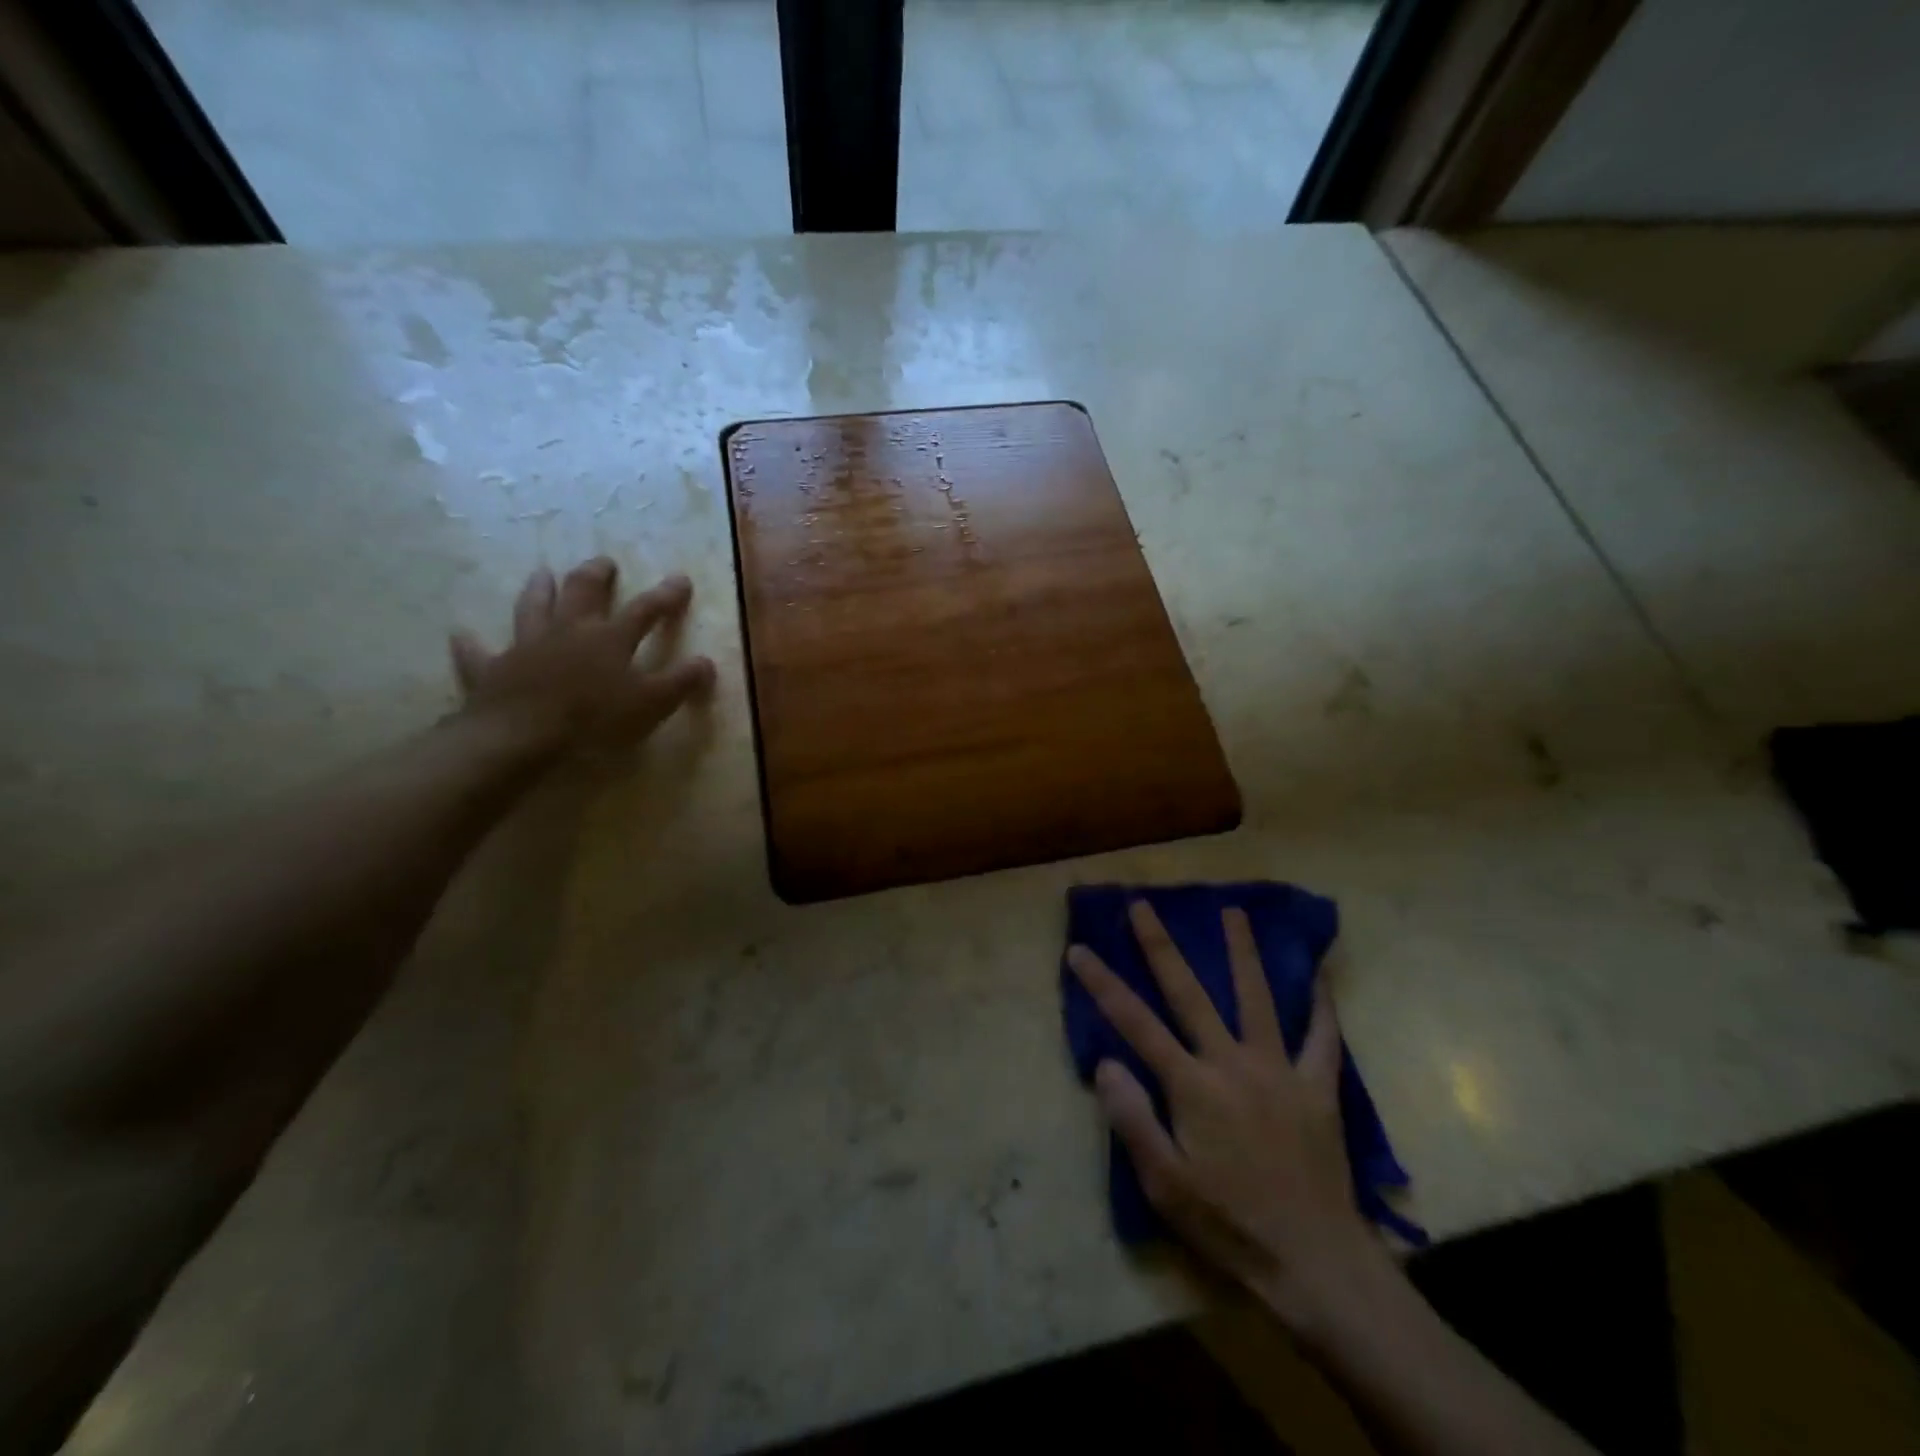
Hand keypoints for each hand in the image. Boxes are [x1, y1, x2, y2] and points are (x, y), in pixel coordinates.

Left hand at [449, 558, 715, 750]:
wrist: (522, 736)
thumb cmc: (594, 720)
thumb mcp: (651, 704)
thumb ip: (680, 681)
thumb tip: (707, 661)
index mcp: (609, 639)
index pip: (645, 610)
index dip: (665, 595)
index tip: (680, 579)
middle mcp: (568, 632)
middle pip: (583, 593)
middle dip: (596, 575)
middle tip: (604, 562)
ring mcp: (526, 647)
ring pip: (532, 608)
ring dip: (539, 590)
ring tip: (542, 574)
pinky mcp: (492, 670)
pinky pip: (478, 653)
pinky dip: (472, 643)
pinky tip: (462, 634)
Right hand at [1067, 902, 1394, 1333]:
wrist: (1315, 1263)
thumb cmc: (1229, 1224)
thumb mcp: (1164, 1184)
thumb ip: (1132, 1118)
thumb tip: (1106, 1062)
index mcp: (1192, 1086)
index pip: (1135, 1023)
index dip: (1103, 983)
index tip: (1079, 949)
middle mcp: (1233, 1064)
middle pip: (1190, 993)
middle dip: (1161, 946)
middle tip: (1144, 905)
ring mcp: (1280, 1071)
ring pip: (1257, 998)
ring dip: (1242, 951)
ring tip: (1233, 910)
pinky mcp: (1318, 1088)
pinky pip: (1322, 1038)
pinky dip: (1321, 1006)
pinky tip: (1320, 976)